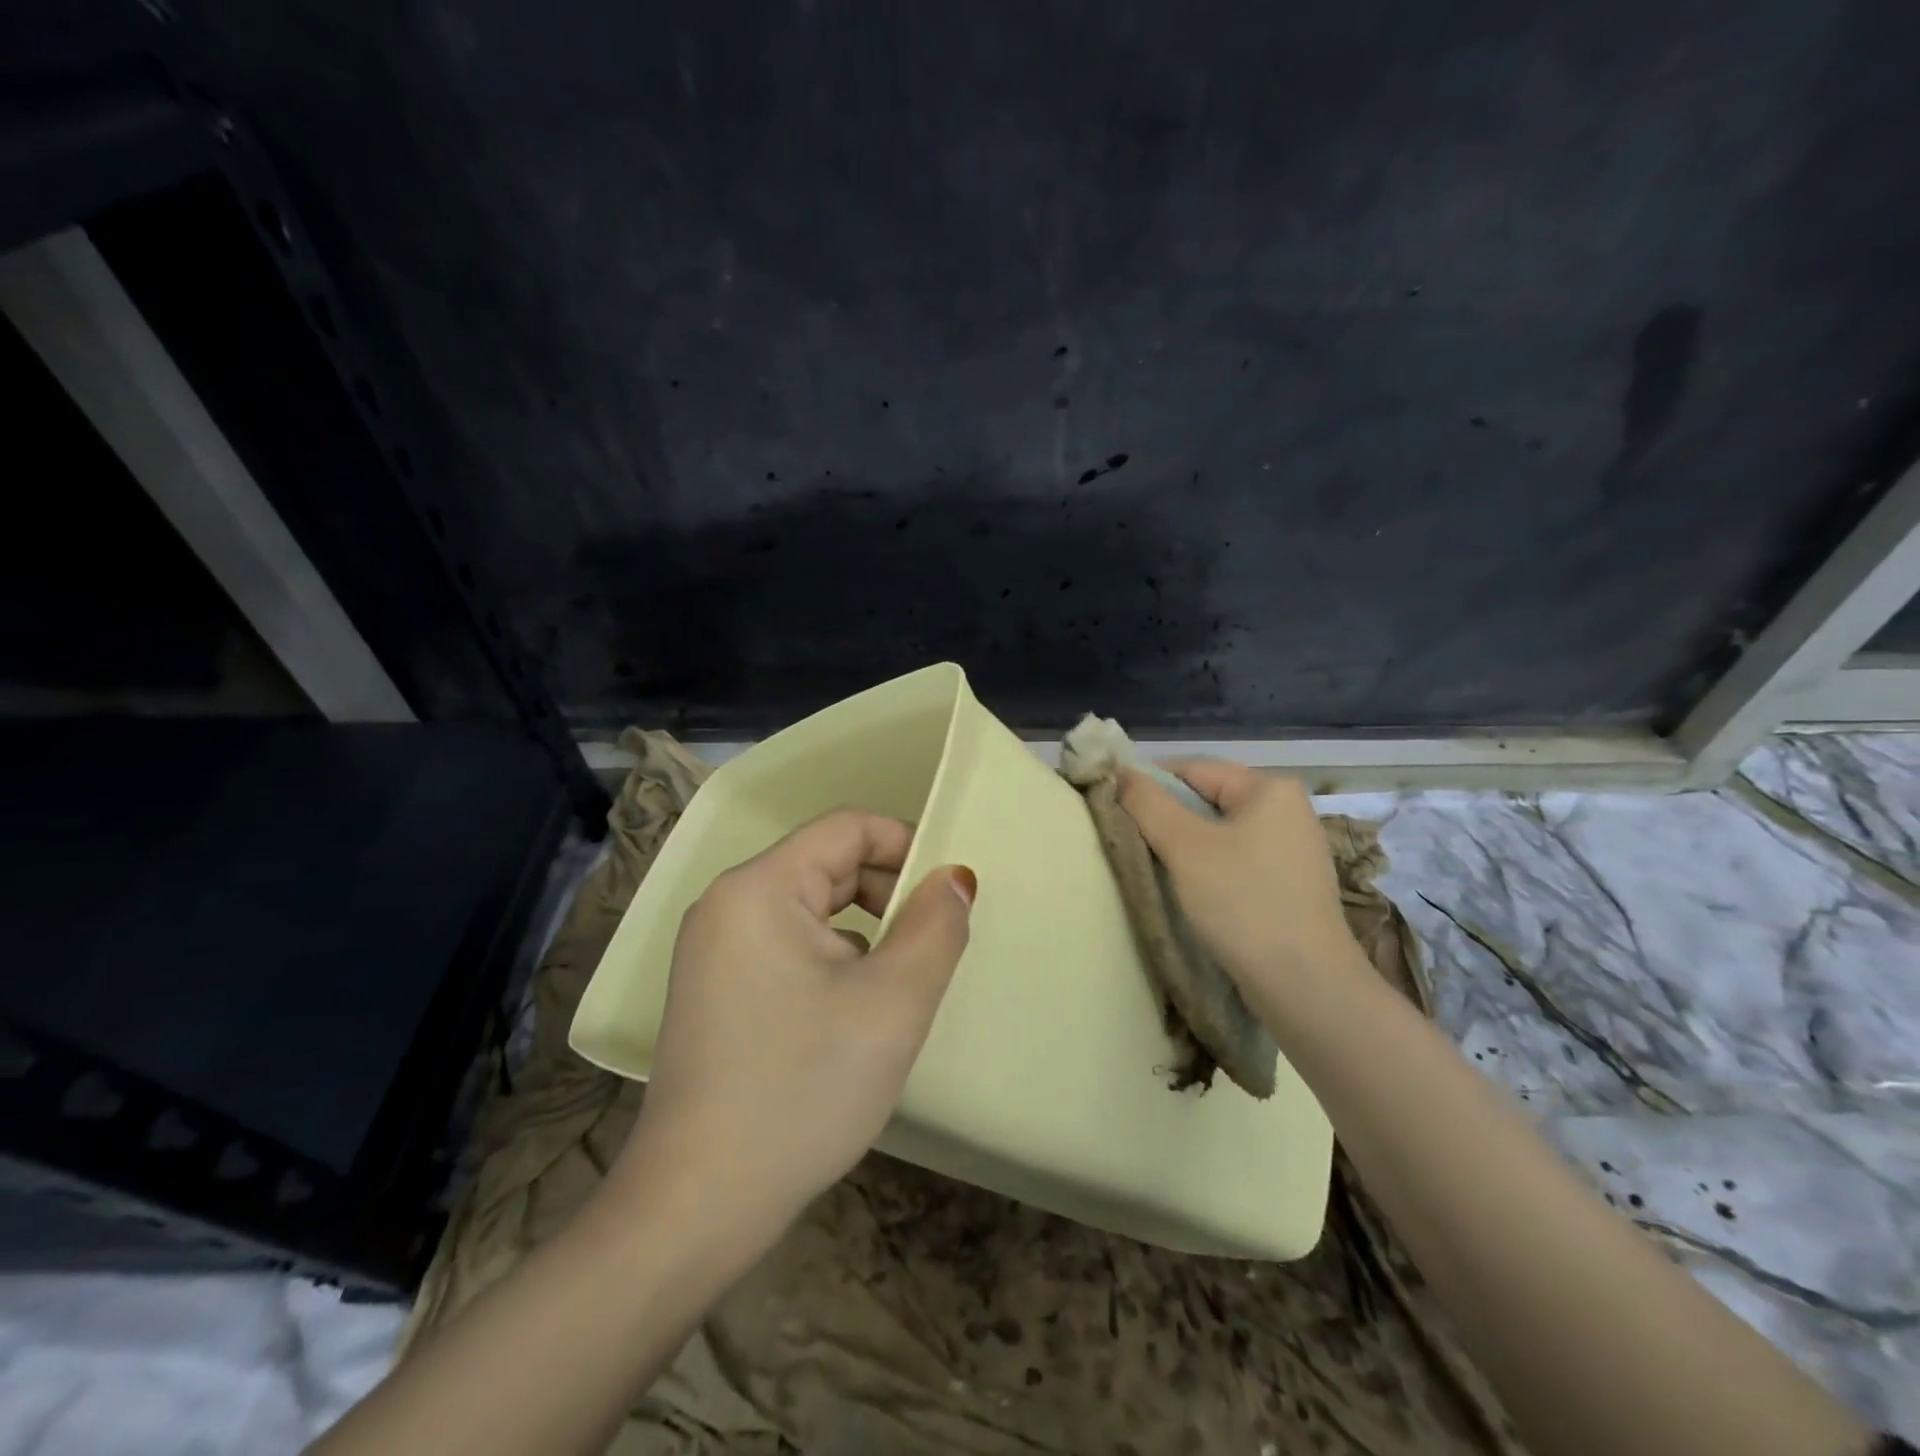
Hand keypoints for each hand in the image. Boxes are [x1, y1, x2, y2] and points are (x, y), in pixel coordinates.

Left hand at [610, 809, 975, 1241]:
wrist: (698, 1207)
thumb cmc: (803, 1090)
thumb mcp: (892, 1003)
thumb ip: (935, 927)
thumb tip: (953, 878)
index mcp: (758, 888)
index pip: (846, 828)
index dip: (905, 844)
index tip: (947, 893)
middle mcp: (727, 905)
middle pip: (827, 865)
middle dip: (887, 893)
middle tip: (931, 946)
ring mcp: (714, 950)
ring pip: (811, 910)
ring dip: (865, 931)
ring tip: (896, 985)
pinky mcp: (716, 990)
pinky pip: (788, 946)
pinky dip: (832, 960)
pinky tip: (853, 1014)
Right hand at [1117, 759, 1366, 1027]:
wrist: (1305, 985)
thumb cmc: (1243, 903)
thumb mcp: (1185, 847)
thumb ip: (1147, 803)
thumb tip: (1119, 772)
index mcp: (1269, 787)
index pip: (1192, 768)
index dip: (1148, 784)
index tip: (1115, 809)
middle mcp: (1288, 808)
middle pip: (1208, 798)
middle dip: (1167, 817)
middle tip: (1132, 841)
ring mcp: (1294, 847)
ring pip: (1221, 831)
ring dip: (1186, 845)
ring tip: (1156, 867)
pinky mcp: (1292, 881)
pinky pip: (1238, 857)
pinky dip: (1210, 866)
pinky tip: (1193, 890)